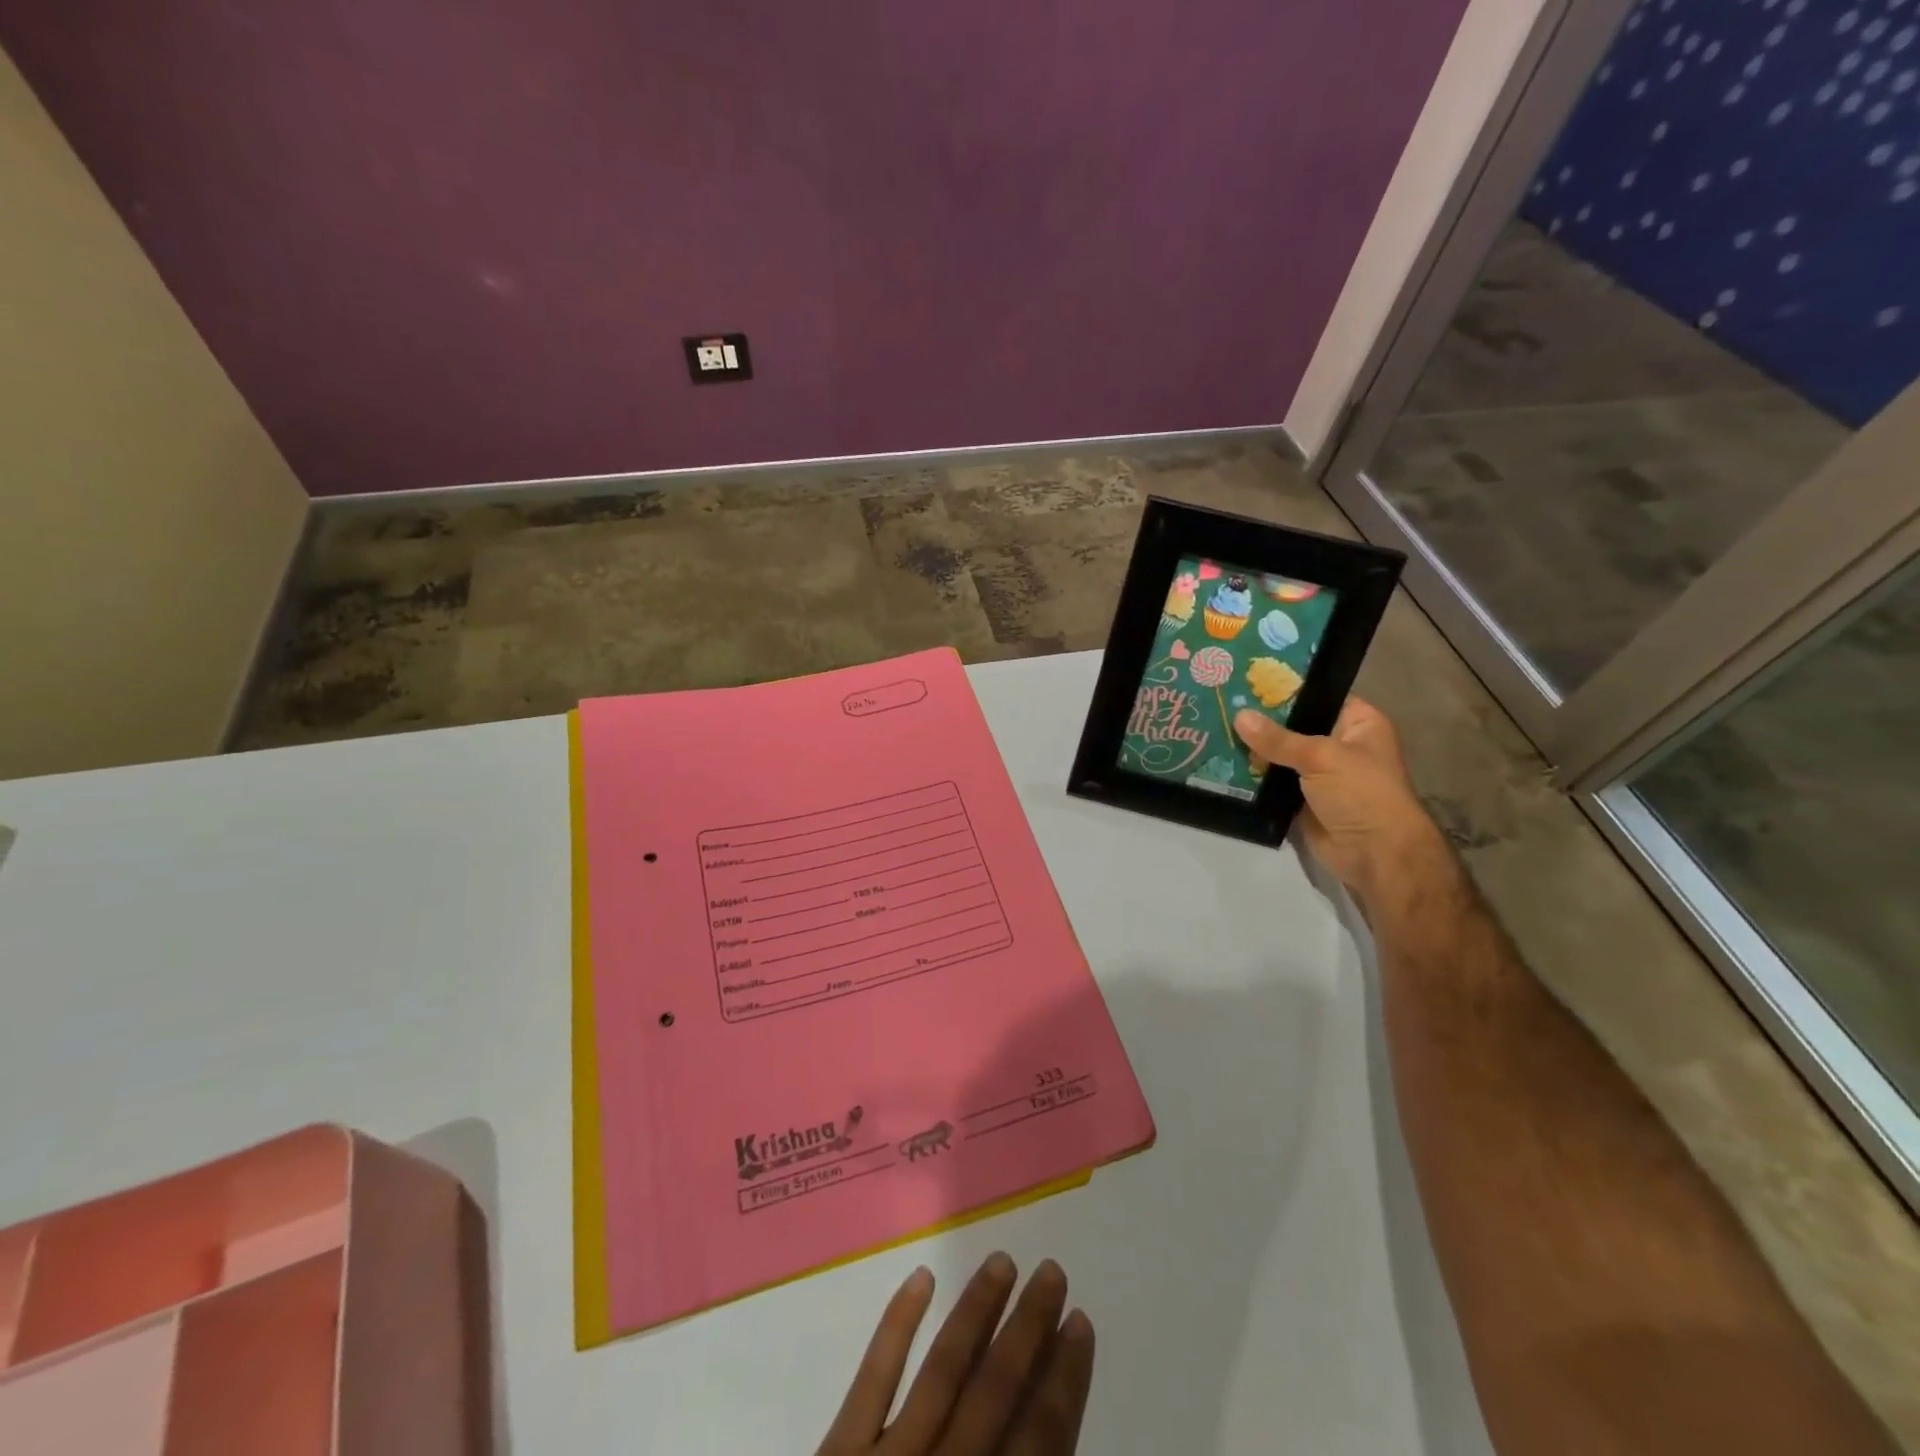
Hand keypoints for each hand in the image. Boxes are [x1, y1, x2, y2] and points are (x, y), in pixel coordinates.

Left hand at [816, 1254, 1094, 1454]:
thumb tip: (1052, 1447)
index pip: (1040, 1443)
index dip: (1064, 1382)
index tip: (1080, 1323)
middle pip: (996, 1393)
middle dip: (1028, 1330)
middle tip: (1051, 1271)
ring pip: (942, 1372)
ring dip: (975, 1313)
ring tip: (1002, 1261)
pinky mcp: (837, 1455)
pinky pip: (871, 1380)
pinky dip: (896, 1326)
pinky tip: (920, 1279)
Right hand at [1233, 697, 1443, 904]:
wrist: (1375, 854)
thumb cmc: (1362, 793)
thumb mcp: (1321, 757)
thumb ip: (1277, 739)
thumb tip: (1238, 716)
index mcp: (1357, 722)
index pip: (1316, 695)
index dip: (1284, 687)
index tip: (1245, 677)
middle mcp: (1337, 743)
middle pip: (1292, 725)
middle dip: (1259, 719)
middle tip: (1221, 702)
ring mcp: (1317, 773)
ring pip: (1277, 754)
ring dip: (1251, 748)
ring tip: (1212, 727)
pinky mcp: (1299, 798)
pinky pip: (1270, 780)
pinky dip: (1250, 775)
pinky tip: (1219, 761)